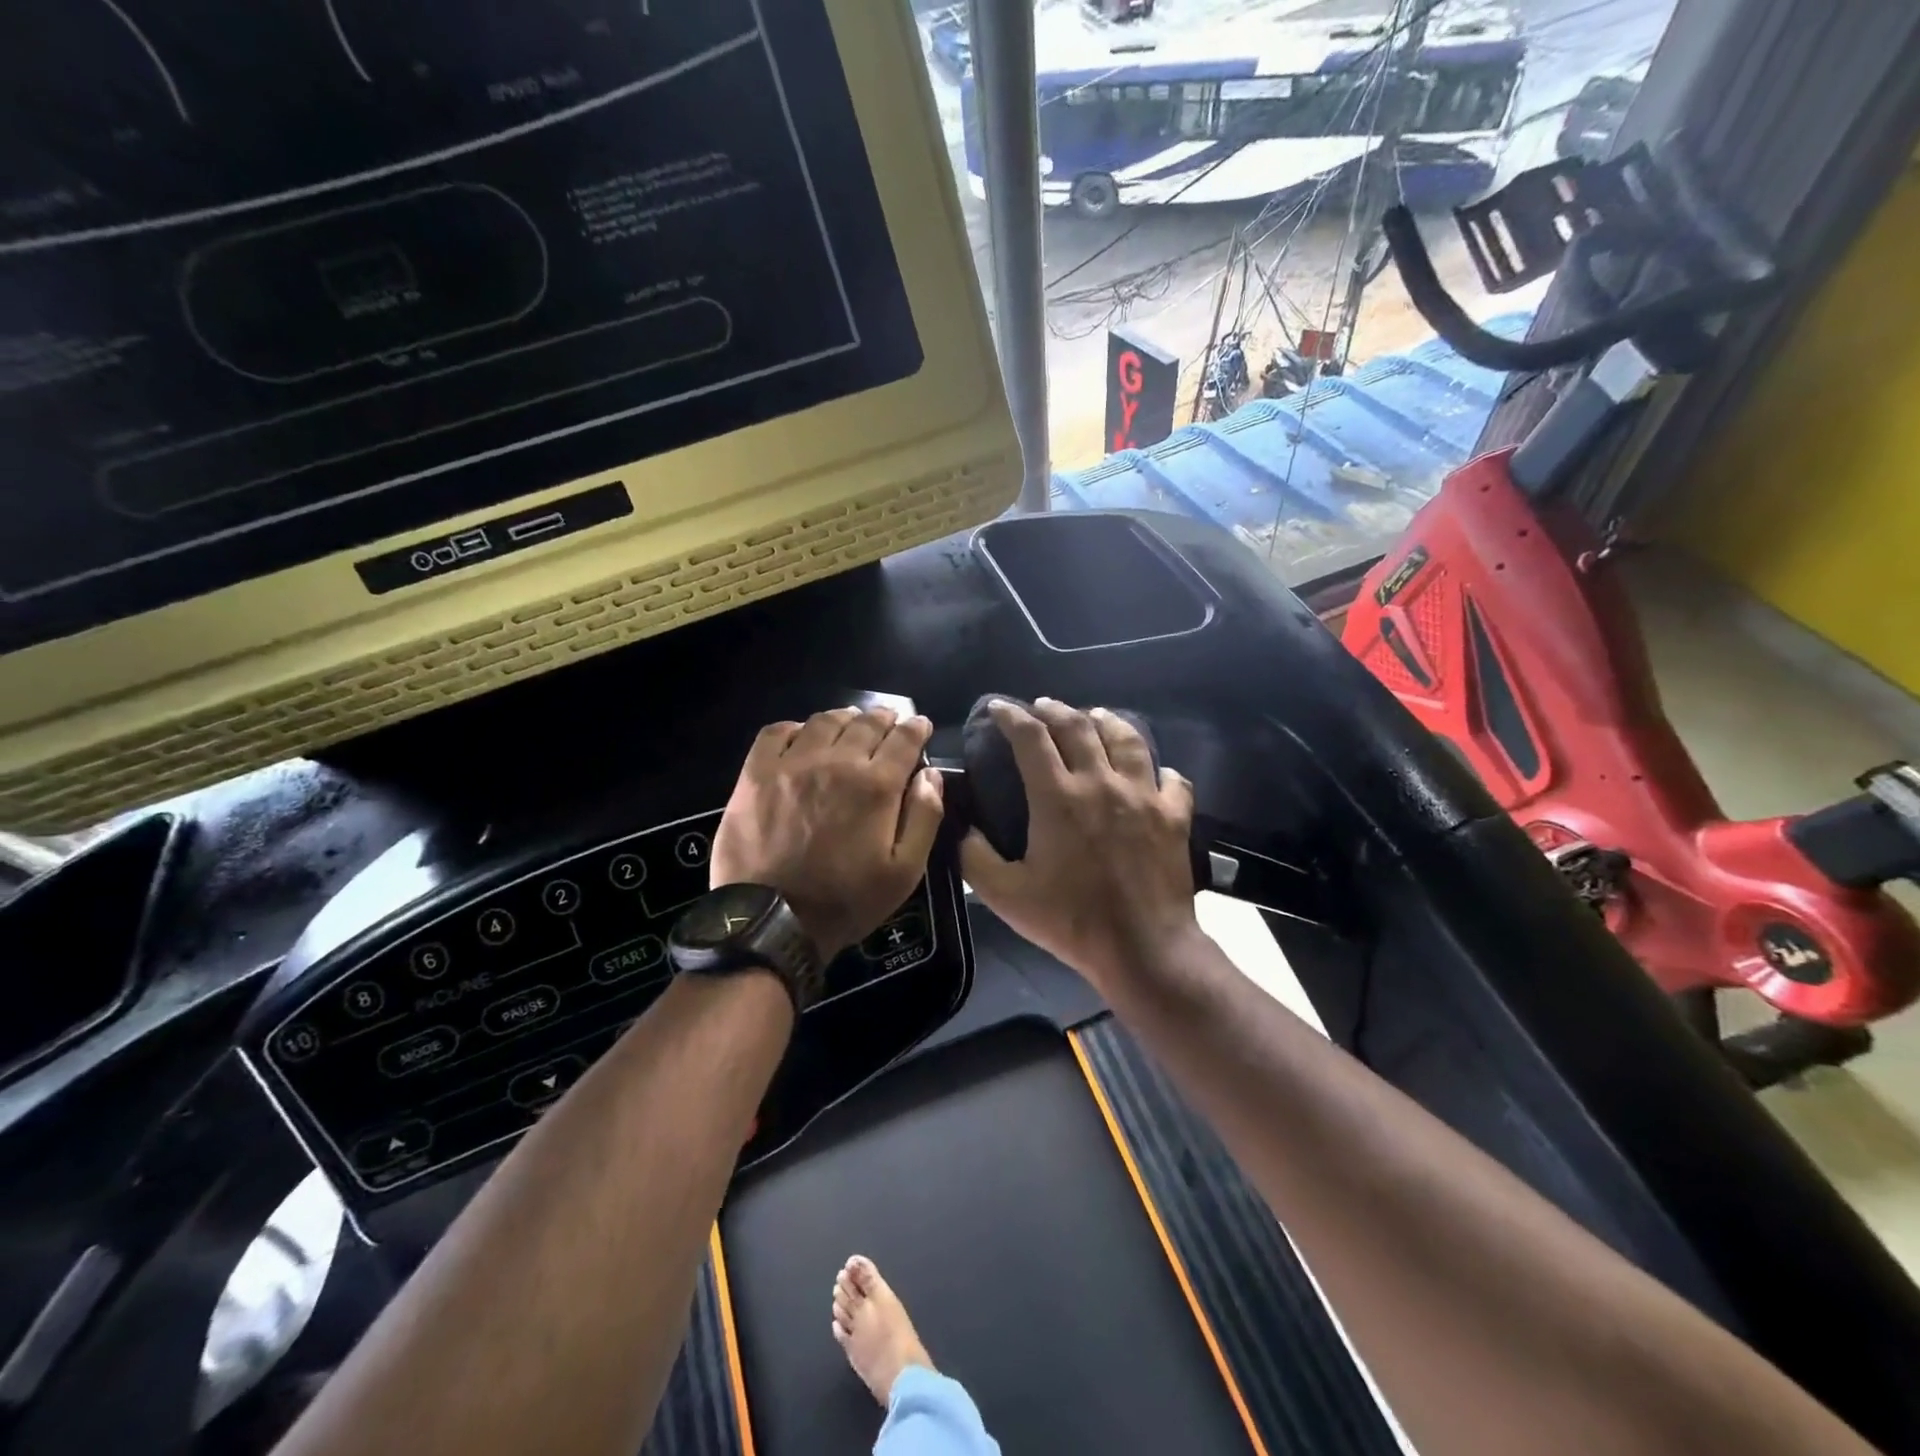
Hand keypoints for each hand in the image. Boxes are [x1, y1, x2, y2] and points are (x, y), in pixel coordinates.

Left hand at [712, 707, 944, 957]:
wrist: (771, 920)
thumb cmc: (846, 901)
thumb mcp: (904, 872)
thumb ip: (924, 817)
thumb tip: (931, 774)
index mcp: (876, 785)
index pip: (904, 739)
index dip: (917, 728)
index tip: (921, 726)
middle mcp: (836, 762)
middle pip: (867, 723)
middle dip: (885, 718)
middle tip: (890, 723)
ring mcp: (792, 764)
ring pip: (825, 721)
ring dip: (846, 719)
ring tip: (851, 725)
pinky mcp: (756, 773)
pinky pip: (778, 732)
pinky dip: (798, 728)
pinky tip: (804, 738)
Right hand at [961, 698, 1198, 993]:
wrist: (1142, 946)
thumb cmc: (1071, 920)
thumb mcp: (1005, 895)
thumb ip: (975, 857)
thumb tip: (963, 828)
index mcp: (1058, 797)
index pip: (1031, 737)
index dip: (1012, 716)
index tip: (999, 707)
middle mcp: (1102, 782)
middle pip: (1078, 726)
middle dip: (1054, 709)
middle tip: (1041, 706)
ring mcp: (1144, 795)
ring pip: (1127, 739)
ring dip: (1106, 721)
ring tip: (1094, 716)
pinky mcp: (1175, 814)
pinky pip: (1170, 777)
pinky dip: (1157, 768)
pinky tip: (1152, 771)